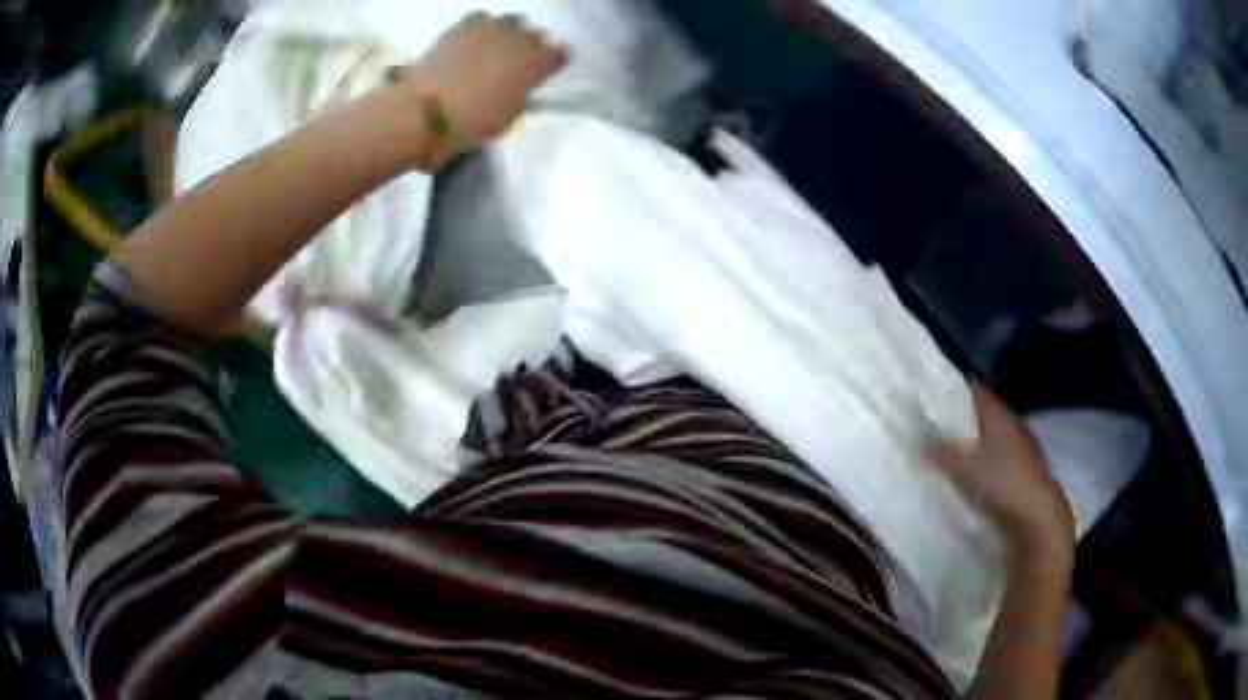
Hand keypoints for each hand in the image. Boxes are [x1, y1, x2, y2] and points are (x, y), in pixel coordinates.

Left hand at [390, 13, 567, 158]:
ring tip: (493, 50)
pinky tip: (473, 41)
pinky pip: (482, 18)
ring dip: (508, 34)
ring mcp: (492, 27)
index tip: (543, 74)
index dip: (553, 64)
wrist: (425, 109)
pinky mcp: (464, 24)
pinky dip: (482, 27)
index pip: (560, 54)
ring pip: (511, 22)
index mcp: (537, 63)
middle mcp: (521, 38)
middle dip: (530, 47)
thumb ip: (522, 92)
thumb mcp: (509, 115)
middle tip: (515, 65)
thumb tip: (520, 83)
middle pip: (536, 35)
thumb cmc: (471, 122)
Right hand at [924, 383, 1074, 567]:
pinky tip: (979, 472)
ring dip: (979, 441)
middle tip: (941, 425)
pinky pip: (1003, 456)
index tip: (938, 394)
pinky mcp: (1027, 470)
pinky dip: (990, 459)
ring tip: (957, 450)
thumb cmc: (1004, 484)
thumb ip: (945, 455)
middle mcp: (1014, 425)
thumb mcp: (968, 470)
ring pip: (996, 436)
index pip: (978, 392)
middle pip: (987, 414)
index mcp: (1001, 416)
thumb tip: (921, 442)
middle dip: (967, 418)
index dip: (959, 391)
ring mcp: (1023, 447)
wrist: (1039, 517)